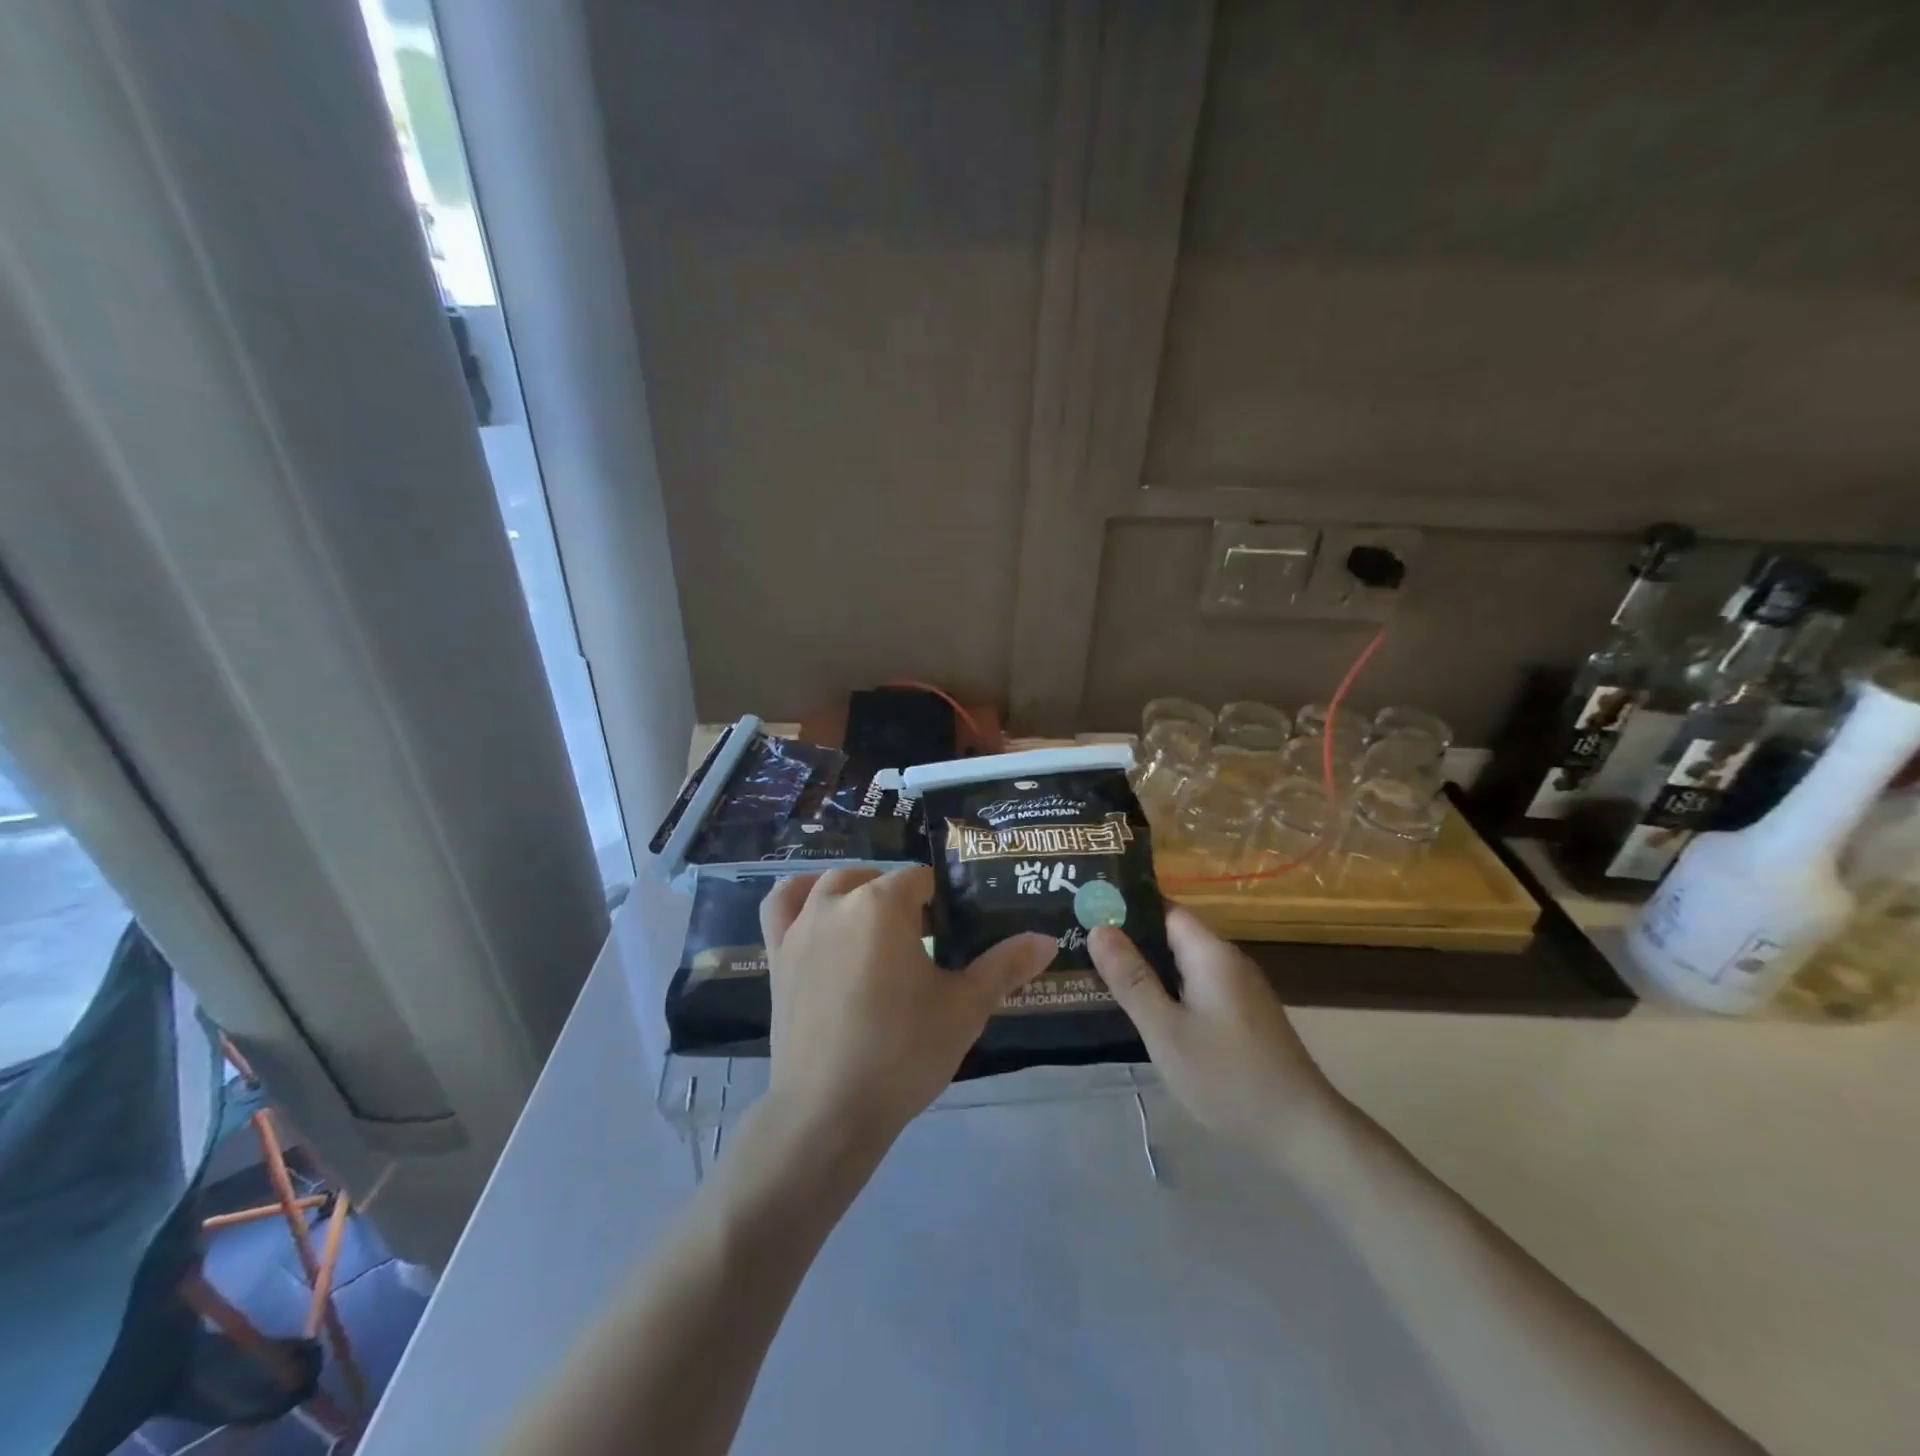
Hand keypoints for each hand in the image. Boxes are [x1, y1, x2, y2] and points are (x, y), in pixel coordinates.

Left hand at [759, 866, 1055, 1152]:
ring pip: (832, 884)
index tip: (950, 936)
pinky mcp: (777, 953)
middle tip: (923, 943)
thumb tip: (1047, 939)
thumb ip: (1005, 966)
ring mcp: (801, 925)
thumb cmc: (903, 1053)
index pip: (922, 880)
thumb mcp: (964, 1008)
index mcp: (884, 904)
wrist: (828, 1111)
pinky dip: (798, 895)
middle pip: (878, 879)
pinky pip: (781, 904)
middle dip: (903, 899)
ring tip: (878, 924)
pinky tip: (817, 907)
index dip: (941, 903)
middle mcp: (838, 900)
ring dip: (858, 892)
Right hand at [1089, 907, 1339, 1158]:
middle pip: (1173, 934)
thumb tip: (1099, 928)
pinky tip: (1143, 1009)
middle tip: (1081, 943)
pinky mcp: (1243, 1016)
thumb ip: (1131, 979)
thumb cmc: (1227, 1077)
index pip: (1165, 909)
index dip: (1127, 907)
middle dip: (1131, 938)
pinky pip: (1196, 987)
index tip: (1088, 910)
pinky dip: (1168, 989)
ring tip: (1100, 972)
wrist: (1303, 1132)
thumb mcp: (1166, 1030)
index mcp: (1211, 954)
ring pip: (1183, 964)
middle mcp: (1228, 962)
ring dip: (1147, 966)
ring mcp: (1239, 990)